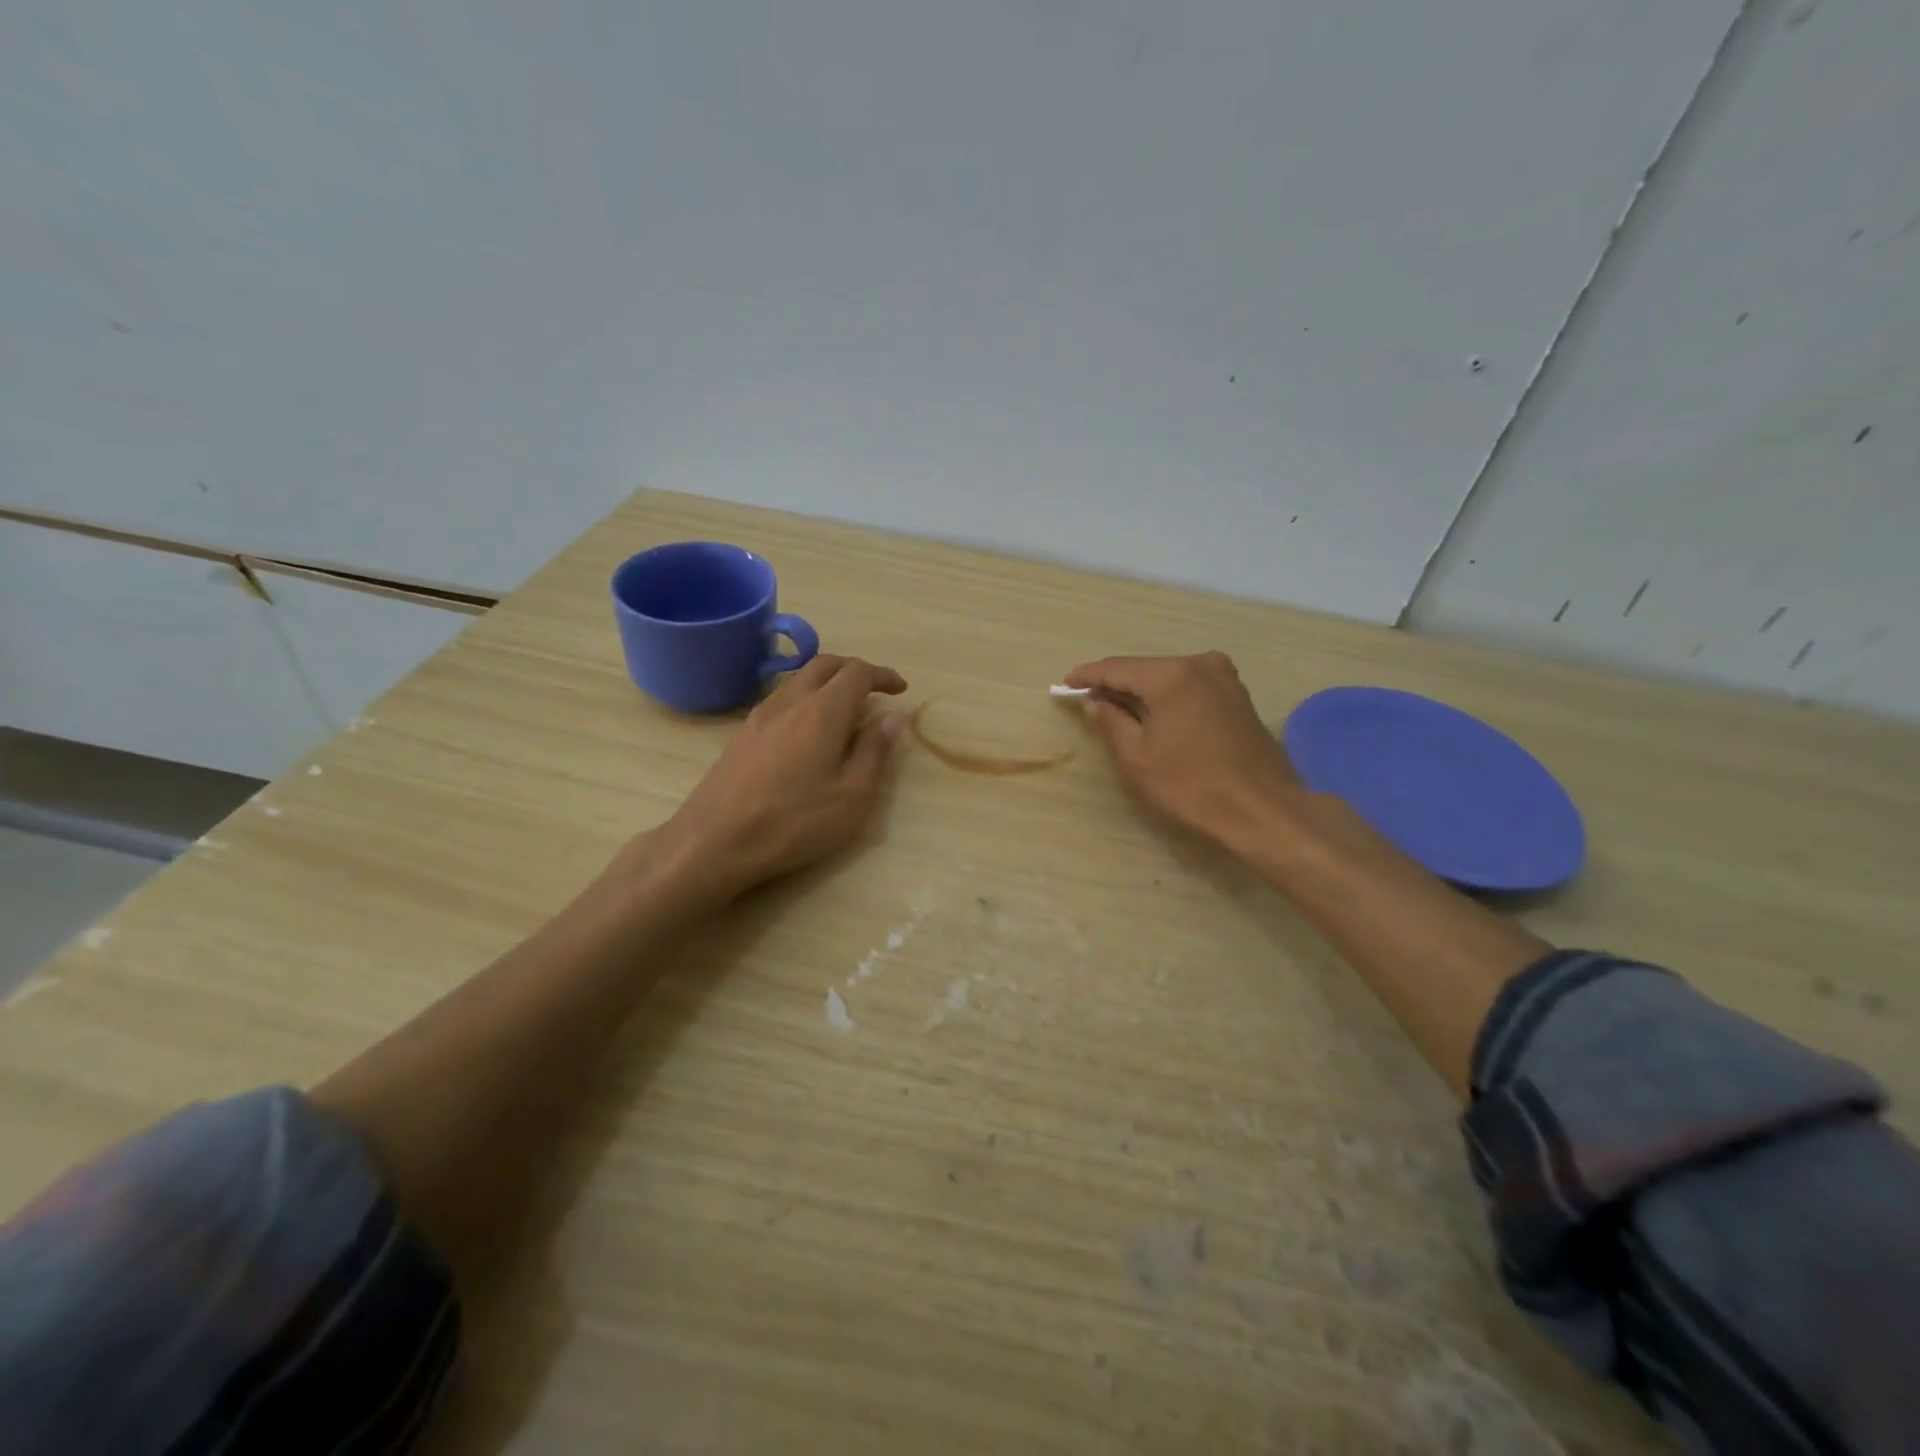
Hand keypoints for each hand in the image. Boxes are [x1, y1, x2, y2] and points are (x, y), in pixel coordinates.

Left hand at [652, 656, 908, 897]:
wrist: (715, 841)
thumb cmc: (794, 822)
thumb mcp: (852, 796)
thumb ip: (875, 752)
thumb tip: (892, 719)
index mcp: (823, 711)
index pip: (858, 673)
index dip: (883, 675)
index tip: (900, 689)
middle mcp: (790, 701)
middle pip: (824, 664)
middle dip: (854, 669)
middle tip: (875, 689)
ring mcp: (760, 716)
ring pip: (799, 679)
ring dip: (827, 681)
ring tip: (845, 708)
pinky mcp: (742, 734)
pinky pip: (781, 699)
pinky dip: (805, 698)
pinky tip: (808, 729)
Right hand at [1064, 652, 1300, 850]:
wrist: (1263, 810)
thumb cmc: (1192, 786)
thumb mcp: (1138, 758)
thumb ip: (1112, 722)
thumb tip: (1095, 702)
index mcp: (1172, 674)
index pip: (1118, 667)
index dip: (1088, 676)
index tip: (1065, 684)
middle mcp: (1201, 665)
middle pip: (1145, 669)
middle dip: (1116, 684)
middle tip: (1088, 699)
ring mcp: (1225, 679)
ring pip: (1170, 678)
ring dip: (1143, 692)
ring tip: (1116, 709)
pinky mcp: (1239, 698)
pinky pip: (1190, 688)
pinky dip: (1168, 698)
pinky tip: (1154, 715)